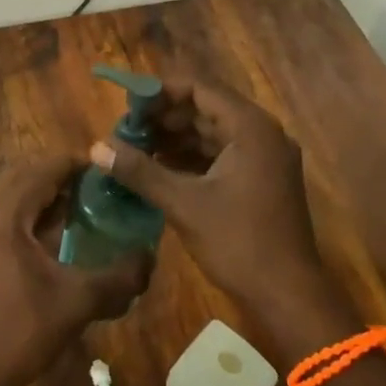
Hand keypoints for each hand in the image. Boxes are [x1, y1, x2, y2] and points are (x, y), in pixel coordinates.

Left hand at [0, 155, 151, 385]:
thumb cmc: (25, 333)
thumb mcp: (79, 301)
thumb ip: (120, 275)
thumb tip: (151, 255)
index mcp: (2, 216)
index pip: (41, 170)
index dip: (75, 163)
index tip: (106, 168)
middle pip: (22, 174)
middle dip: (59, 174)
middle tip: (96, 186)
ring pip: (9, 191)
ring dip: (41, 191)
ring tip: (79, 204)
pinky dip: (25, 209)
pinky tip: (52, 231)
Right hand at [91, 76, 331, 330]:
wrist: (288, 296)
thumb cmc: (238, 242)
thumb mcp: (183, 204)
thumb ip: (140, 171)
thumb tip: (97, 147)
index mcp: (251, 128)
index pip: (200, 89)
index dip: (161, 92)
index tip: (128, 105)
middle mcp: (262, 134)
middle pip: (207, 109)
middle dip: (165, 117)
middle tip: (126, 128)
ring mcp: (266, 157)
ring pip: (214, 133)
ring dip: (177, 138)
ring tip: (136, 147)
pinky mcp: (262, 179)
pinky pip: (223, 154)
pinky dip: (193, 157)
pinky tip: (161, 168)